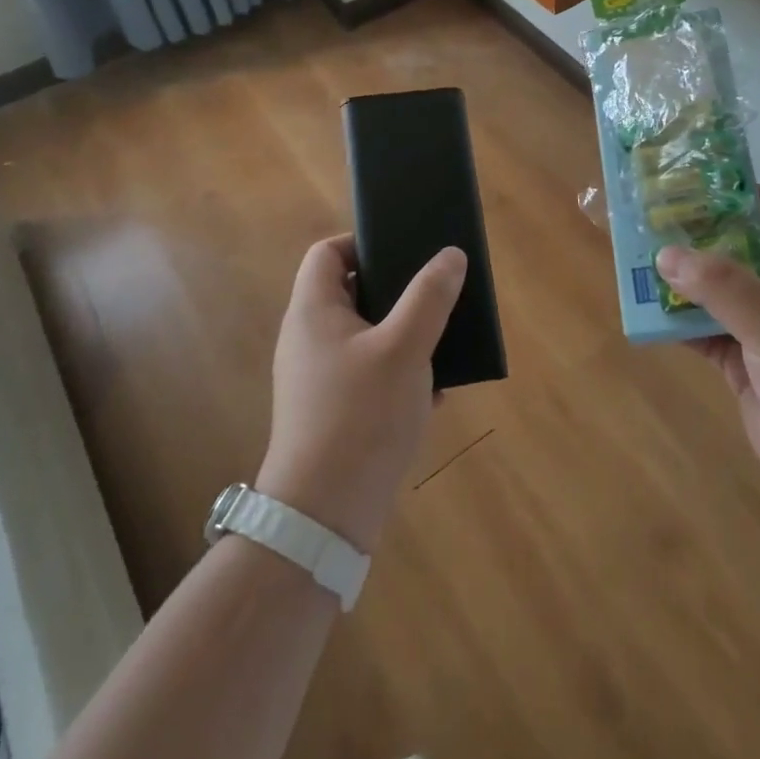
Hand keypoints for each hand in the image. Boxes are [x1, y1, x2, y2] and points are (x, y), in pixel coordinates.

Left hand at [256, 238, 465, 552]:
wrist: (325, 516)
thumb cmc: (361, 416)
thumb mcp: (405, 348)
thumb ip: (430, 297)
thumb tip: (450, 255)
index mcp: (314, 312)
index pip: (328, 252)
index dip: (364, 241)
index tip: (406, 251)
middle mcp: (309, 339)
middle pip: (352, 292)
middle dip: (398, 290)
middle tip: (436, 292)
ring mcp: (318, 379)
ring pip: (367, 337)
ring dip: (405, 334)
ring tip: (443, 338)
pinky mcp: (333, 413)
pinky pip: (370, 375)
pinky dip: (400, 373)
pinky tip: (435, 390)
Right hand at [657, 187, 759, 537]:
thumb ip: (722, 287)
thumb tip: (666, 253)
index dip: (752, 196)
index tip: (703, 193)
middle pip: (743, 247)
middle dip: (702, 236)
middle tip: (652, 223)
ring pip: (720, 291)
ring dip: (683, 281)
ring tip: (637, 263)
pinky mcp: (749, 367)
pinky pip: (706, 333)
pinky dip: (679, 324)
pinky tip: (647, 316)